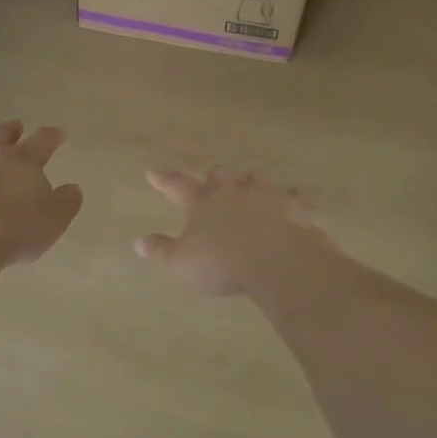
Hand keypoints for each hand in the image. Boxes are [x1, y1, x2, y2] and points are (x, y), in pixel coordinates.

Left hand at [0, 121, 82, 270]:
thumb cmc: (12, 232)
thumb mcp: (52, 222)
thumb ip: (66, 202)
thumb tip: (72, 188)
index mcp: (22, 161)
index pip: (43, 141)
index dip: (52, 137)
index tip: (59, 135)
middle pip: (1, 134)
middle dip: (11, 130)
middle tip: (16, 127)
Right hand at [135, 167, 336, 295]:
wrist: (280, 261)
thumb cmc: (223, 264)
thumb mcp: (182, 264)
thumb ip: (161, 251)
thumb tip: (139, 242)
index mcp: (203, 203)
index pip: (178, 186)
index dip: (165, 180)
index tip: (153, 173)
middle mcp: (234, 191)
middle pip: (219, 176)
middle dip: (212, 176)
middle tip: (209, 176)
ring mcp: (268, 195)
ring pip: (256, 179)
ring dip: (249, 181)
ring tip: (249, 183)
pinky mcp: (297, 206)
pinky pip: (293, 196)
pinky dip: (289, 198)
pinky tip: (291, 202)